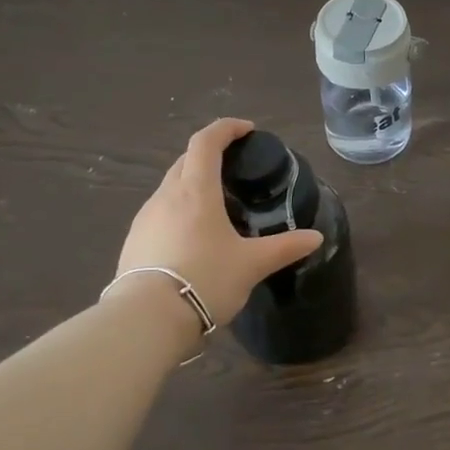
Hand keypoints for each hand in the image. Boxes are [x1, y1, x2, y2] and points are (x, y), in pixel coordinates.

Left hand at [111, 119, 323, 326]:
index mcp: (196, 191)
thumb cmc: (205, 279)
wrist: (146, 320)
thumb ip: (285, 247)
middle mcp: (166, 197)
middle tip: (234, 167)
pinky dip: (179, 210)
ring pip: (170, 187)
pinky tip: (193, 236)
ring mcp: (145, 219)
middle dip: (209, 154)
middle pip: (186, 161)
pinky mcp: (133, 242)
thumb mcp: (252, 264)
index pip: (206, 142)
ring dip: (192, 184)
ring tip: (217, 205)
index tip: (247, 130)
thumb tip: (316, 237)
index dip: (226, 129)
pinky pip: (160, 213)